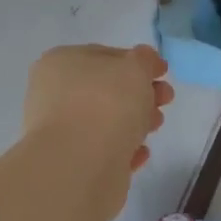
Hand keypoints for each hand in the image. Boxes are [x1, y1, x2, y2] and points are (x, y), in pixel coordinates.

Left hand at [24, 44, 173, 173]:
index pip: (104, 55)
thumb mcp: (135, 67)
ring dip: (136, 121)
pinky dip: (124, 148)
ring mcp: (61, 131)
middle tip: (166, 99)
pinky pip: (104, 150)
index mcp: (61, 63)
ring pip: (106, 120)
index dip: (137, 61)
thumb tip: (145, 61)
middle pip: (106, 89)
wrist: (80, 166)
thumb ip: (144, 59)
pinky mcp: (73, 163)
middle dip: (141, 93)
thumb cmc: (106, 104)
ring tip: (156, 126)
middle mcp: (54, 94)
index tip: (163, 73)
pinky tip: (140, 153)